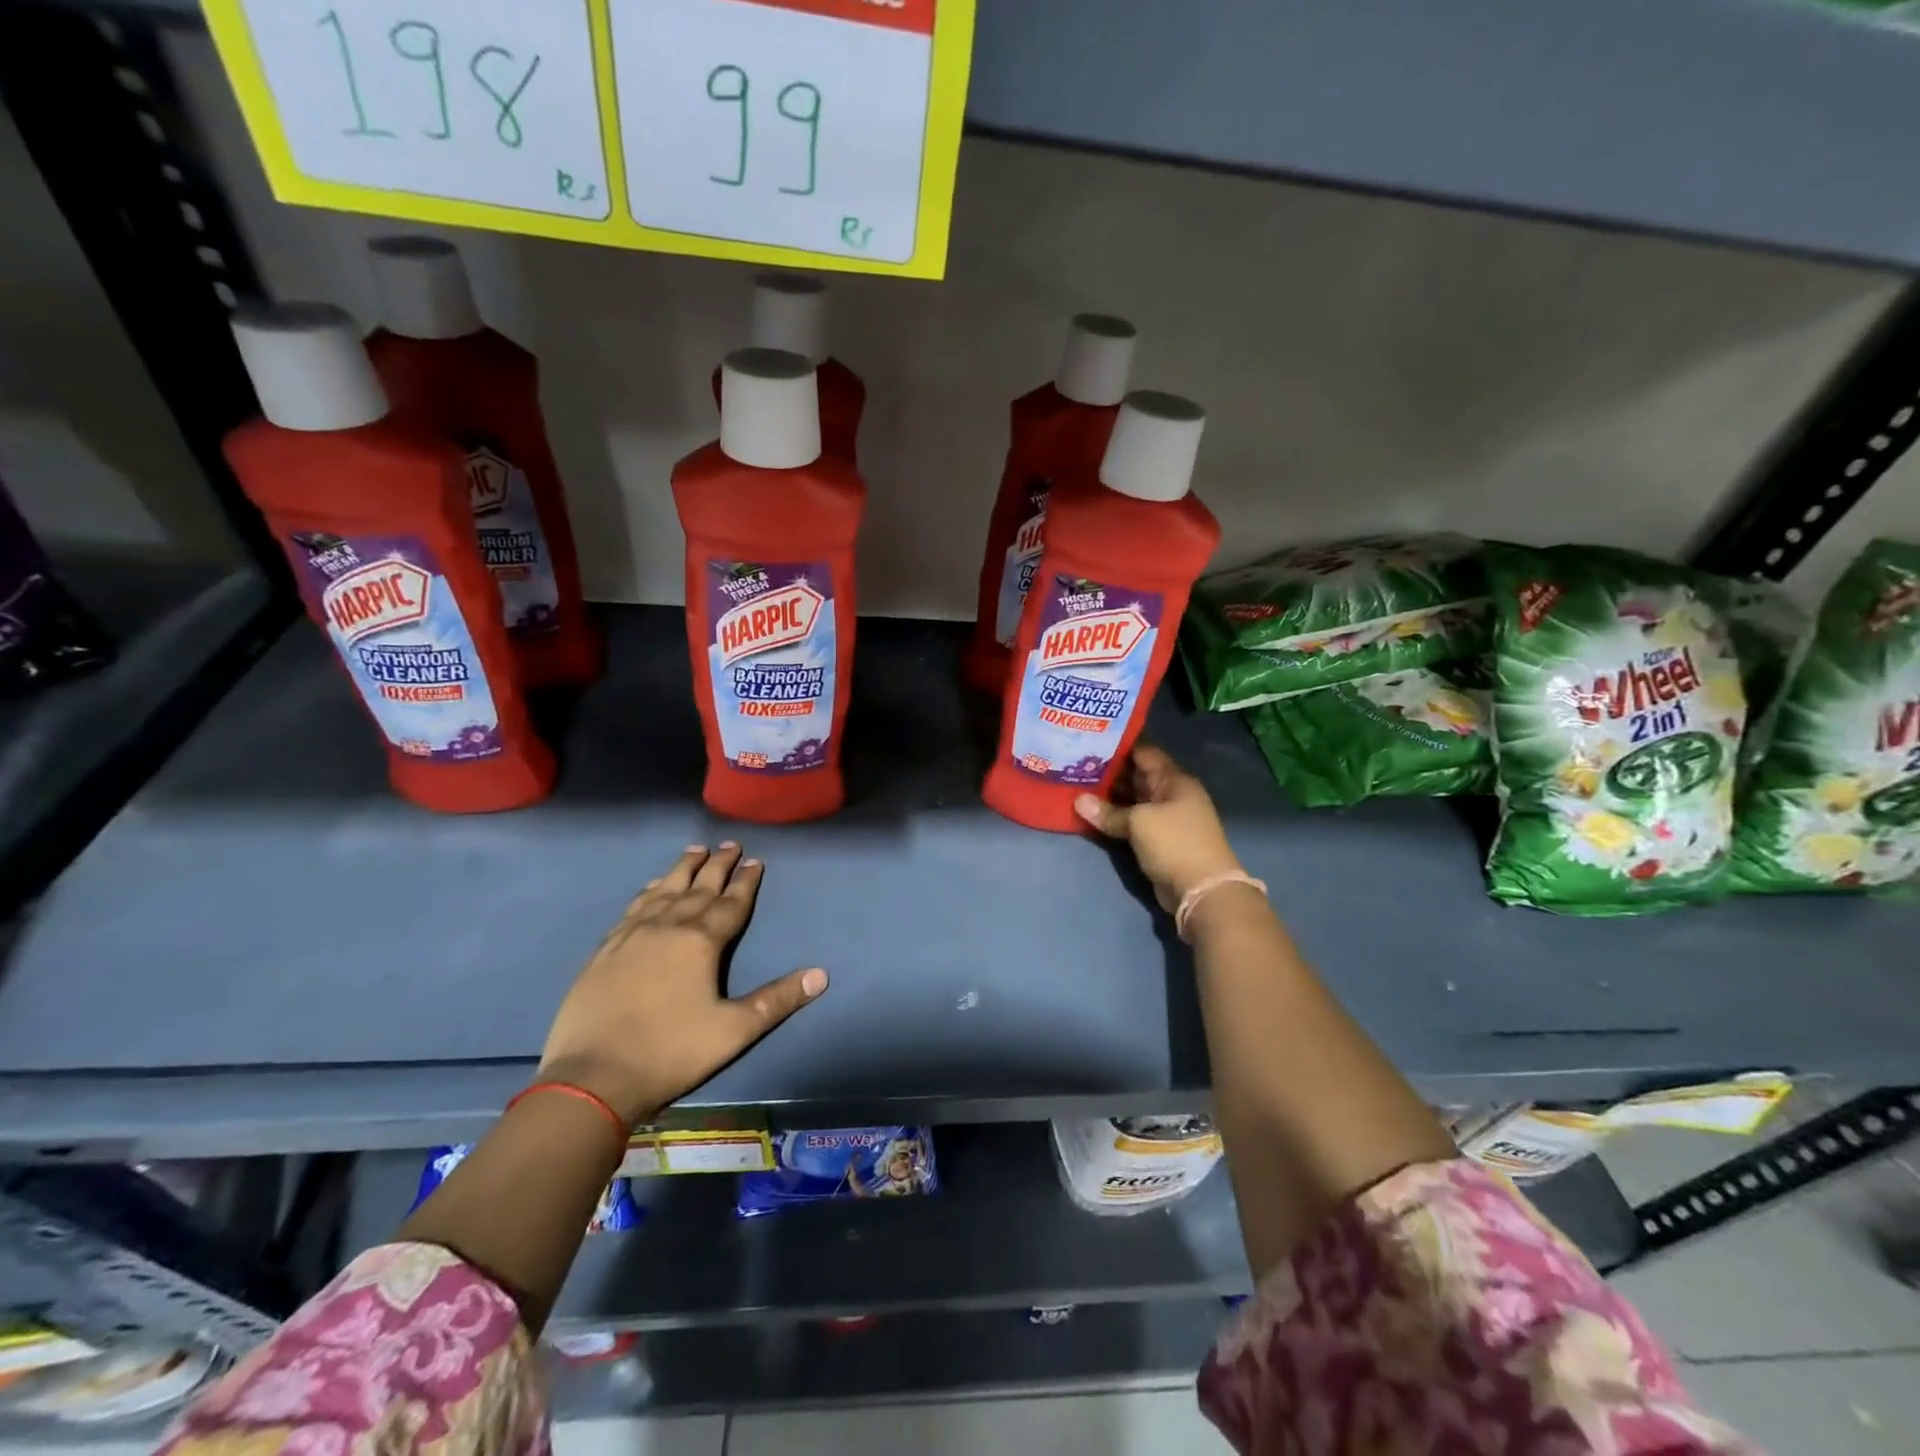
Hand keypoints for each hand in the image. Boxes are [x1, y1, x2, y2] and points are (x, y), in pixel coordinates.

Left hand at [538, 844, 826, 1125]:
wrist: (592, 1077)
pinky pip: (634, 906)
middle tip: (730, 844)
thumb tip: (822, 975)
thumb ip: (777, 1000)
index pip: (731, 903)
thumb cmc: (671, 1052)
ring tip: (695, 850)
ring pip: (665, 889)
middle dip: (718, 865)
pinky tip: (653, 886)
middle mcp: (668, 926)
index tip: (756, 860)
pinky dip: (649, 890)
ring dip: (683, 868)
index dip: (746, 882)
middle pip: (699, 887)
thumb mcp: (734, 1031)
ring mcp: (632, 934)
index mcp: (701, 941)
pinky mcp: (606, 948)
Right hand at [1075, 745, 1243, 912]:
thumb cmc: (1174, 843)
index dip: (1119, 746)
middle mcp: (1172, 794)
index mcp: (1174, 780)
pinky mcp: (1159, 839)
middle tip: (1077, 763)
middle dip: (1110, 771)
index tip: (1091, 739)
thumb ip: (1109, 811)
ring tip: (1078, 784)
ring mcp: (1167, 817)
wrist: (1202, 890)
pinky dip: (1116, 816)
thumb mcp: (1139, 822)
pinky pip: (1134, 820)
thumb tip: (1078, 801)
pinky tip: (1092, 812)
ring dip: (1110, 795)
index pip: (1144, 752)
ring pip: (1134, 799)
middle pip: (1138, 775)